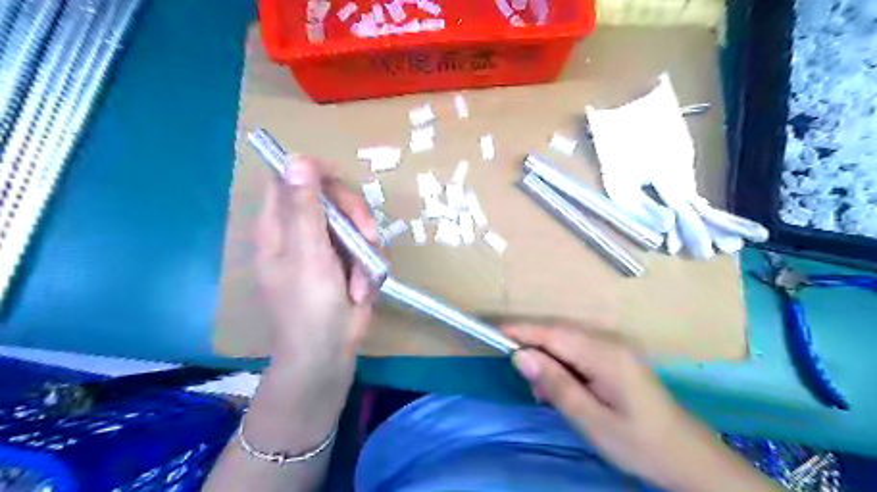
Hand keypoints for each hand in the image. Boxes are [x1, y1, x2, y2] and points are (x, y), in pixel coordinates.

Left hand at [251, 157, 380, 442]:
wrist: (329, 352)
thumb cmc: (310, 306)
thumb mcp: (308, 254)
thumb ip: (305, 208)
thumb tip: (297, 158)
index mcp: (280, 225)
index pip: (290, 178)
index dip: (315, 172)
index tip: (340, 183)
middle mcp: (303, 231)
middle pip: (332, 196)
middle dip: (356, 216)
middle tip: (368, 238)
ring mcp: (327, 247)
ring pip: (356, 223)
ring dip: (367, 250)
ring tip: (360, 281)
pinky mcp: (348, 262)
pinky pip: (368, 247)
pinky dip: (371, 268)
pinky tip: (362, 290)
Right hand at [504, 324, 777, 491]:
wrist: (688, 457)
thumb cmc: (638, 443)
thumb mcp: (591, 420)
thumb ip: (555, 384)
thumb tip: (521, 355)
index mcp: (606, 355)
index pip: (554, 333)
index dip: (523, 330)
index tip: (495, 332)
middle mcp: (610, 342)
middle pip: (559, 335)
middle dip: (536, 352)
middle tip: (530, 386)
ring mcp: (615, 349)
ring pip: (567, 344)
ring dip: (550, 363)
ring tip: (546, 396)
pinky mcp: (616, 358)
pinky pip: (580, 353)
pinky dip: (564, 368)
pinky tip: (564, 391)